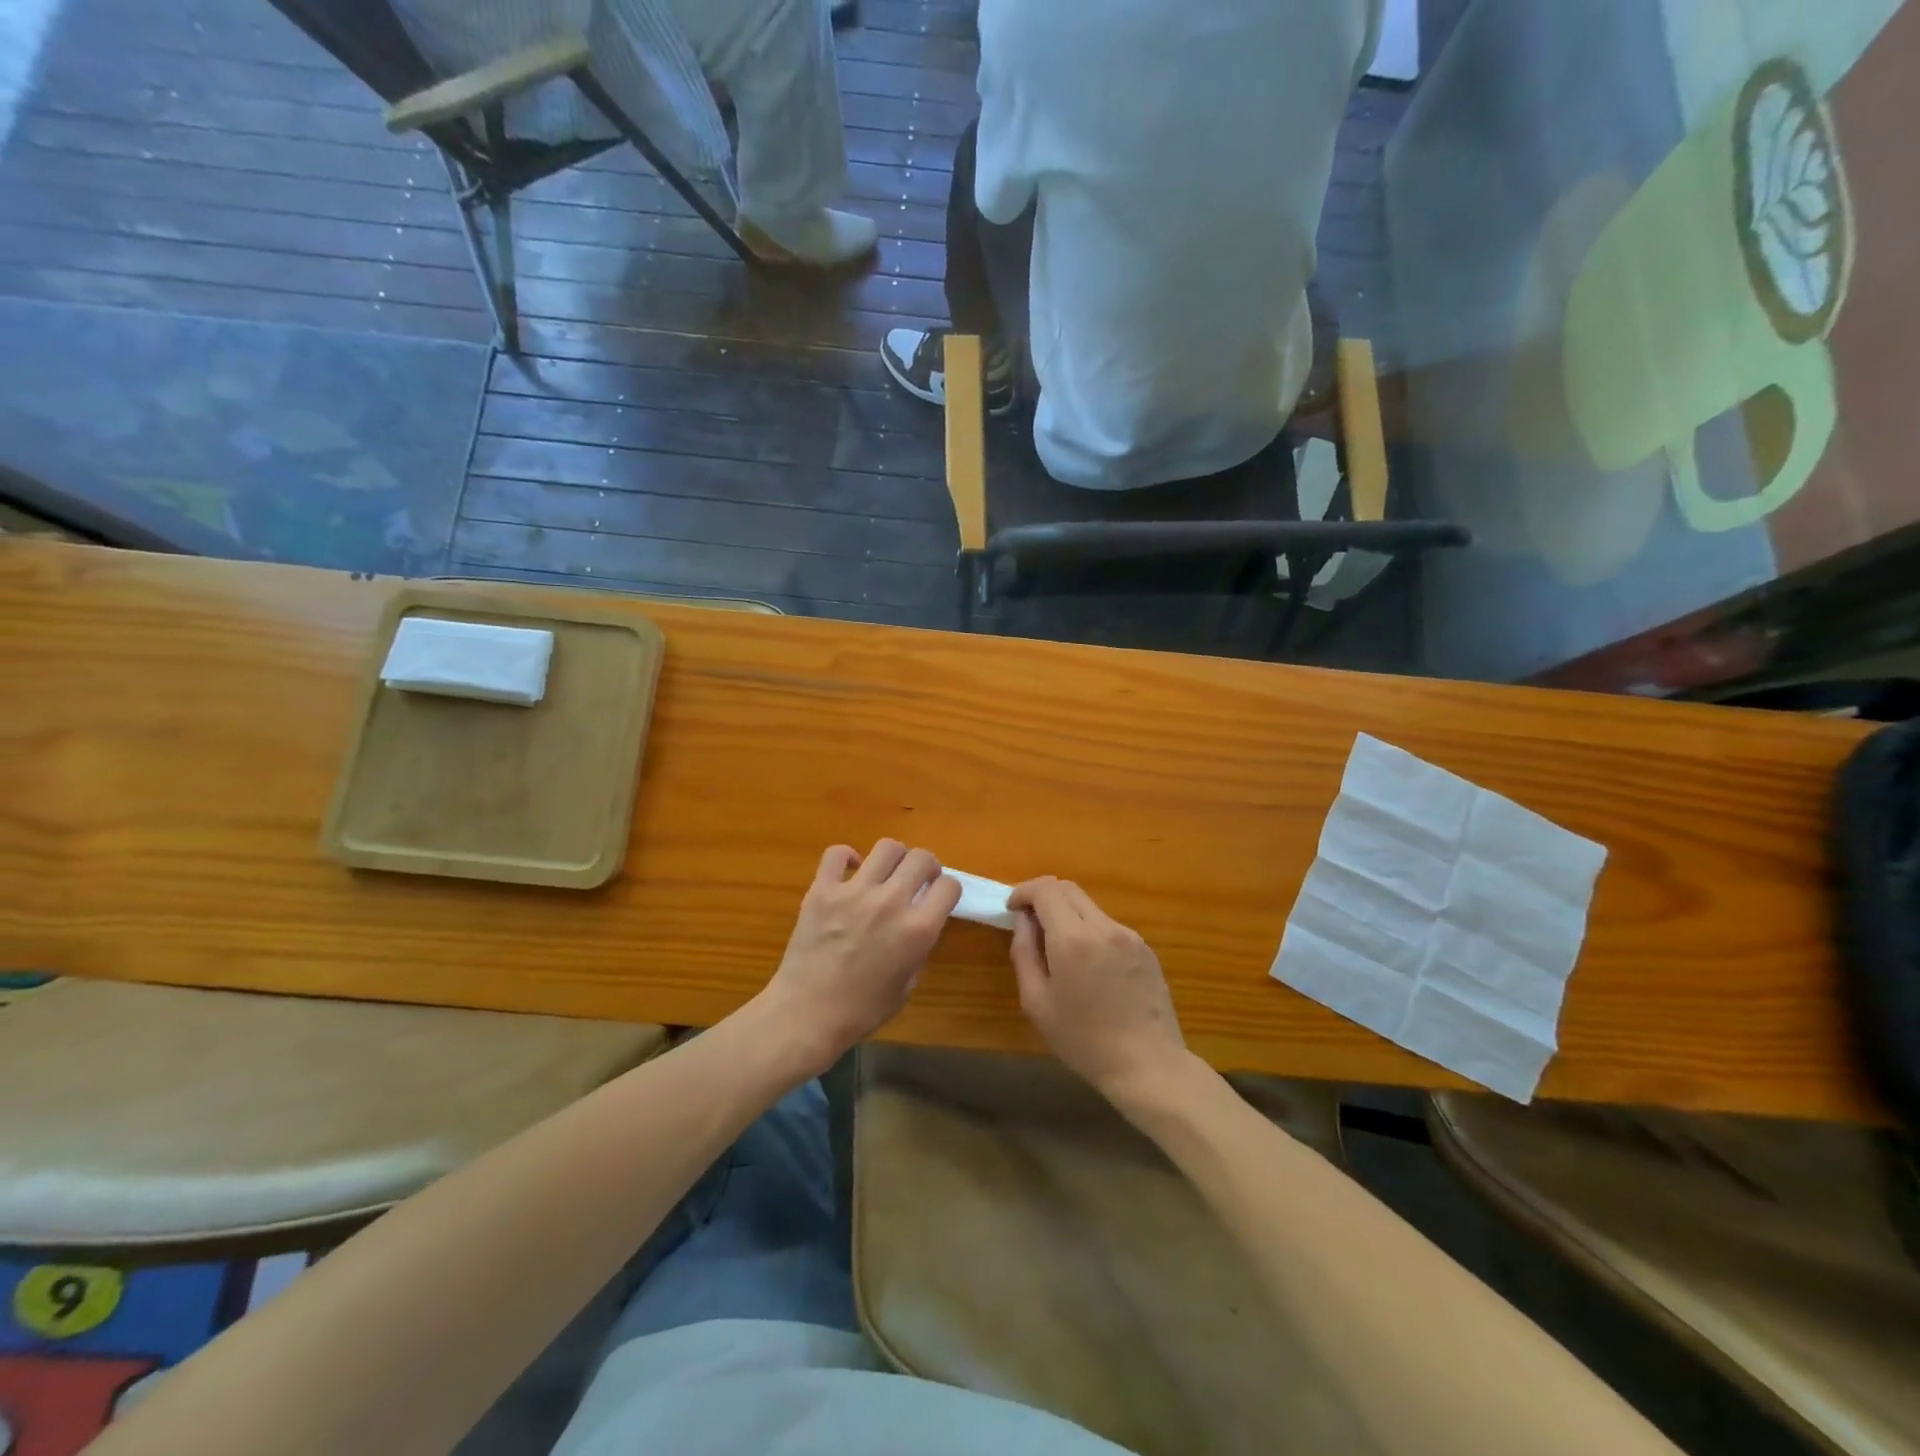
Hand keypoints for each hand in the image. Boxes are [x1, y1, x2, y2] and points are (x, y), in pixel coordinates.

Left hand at [758, 839, 960, 1074]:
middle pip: (922, 858)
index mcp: (918, 929)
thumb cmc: (861, 1011)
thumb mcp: (906, 986)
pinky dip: (846, 856)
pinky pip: (837, 854)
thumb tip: (915, 929)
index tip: (938, 897)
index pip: (949, 886)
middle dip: (926, 866)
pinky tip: (850, 870)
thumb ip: (917, 951)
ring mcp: (854, 891)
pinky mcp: (822, 890)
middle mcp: (891, 902)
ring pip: (886, 847)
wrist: (806, 1015)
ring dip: (894, 857)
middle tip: (917, 880)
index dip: (947, 891)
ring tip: (887, 872)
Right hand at [1008, 877, 1191, 1101]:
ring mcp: (1129, 936)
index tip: (1012, 909)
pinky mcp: (1146, 949)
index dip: (1023, 891)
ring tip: (1058, 950)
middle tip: (1030, 923)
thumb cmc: (1084, 1041)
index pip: (1045, 889)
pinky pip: (1109, 926)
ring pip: (1090, 907)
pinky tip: (1089, 967)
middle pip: (1068, 889)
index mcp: (1073, 939)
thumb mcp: (1037, 1002)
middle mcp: (1103, 927)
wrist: (1148, 1066)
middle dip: (1044, 897)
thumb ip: (1024, 952)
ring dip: (1068, 914)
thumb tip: (1022, 920)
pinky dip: (1090, 931)